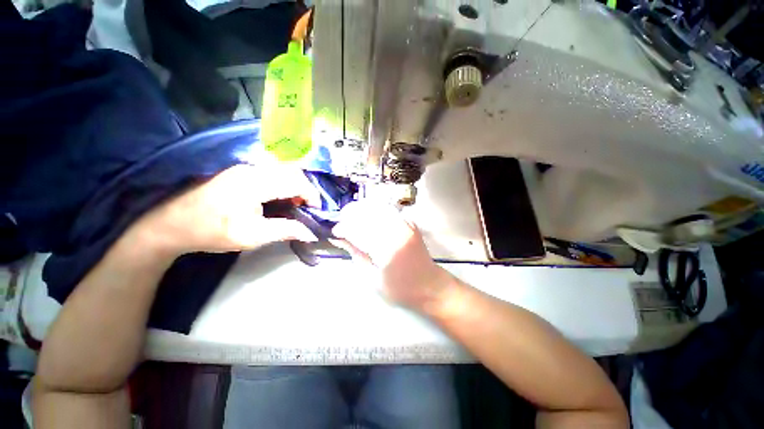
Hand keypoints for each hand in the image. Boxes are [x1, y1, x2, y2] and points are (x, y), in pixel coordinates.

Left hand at [131, 164, 320, 256]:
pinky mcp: (240, 170)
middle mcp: (252, 168)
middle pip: (292, 171)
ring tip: (296, 202)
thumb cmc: (212, 231)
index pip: (296, 182)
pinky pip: (272, 171)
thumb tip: (311, 233)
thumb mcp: (252, 236)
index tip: (317, 210)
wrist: (172, 224)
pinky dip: (284, 182)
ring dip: (295, 184)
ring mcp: (245, 167)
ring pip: (283, 169)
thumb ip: (285, 231)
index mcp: (255, 183)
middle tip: (307, 207)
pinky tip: (280, 195)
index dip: (311, 194)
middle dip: (305, 188)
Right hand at [332, 201, 449, 310]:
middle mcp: (397, 232)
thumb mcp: (373, 279)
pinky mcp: (410, 224)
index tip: (335, 232)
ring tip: (353, 215)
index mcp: (387, 249)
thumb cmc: (401, 289)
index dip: (344, 227)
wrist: (430, 286)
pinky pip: (390, 209)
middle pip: (369, 213)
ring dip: (363, 208)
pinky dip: (376, 209)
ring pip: (379, 207)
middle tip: (342, 221)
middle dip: (351, 213)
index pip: (360, 230)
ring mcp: (406, 225)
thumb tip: (341, 240)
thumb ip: (357, 256)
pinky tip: (369, 215)